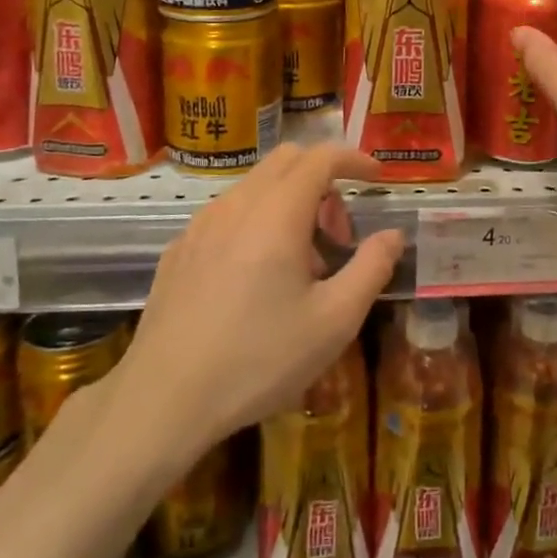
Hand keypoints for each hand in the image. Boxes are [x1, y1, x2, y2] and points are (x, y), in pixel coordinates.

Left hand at [115, 144, 401, 458]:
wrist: (163, 401)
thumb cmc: (259, 359)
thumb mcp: (333, 322)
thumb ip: (371, 268)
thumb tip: (393, 235)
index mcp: (277, 212)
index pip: (321, 157)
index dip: (354, 159)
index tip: (377, 177)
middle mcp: (237, 203)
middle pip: (287, 161)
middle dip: (323, 181)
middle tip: (338, 236)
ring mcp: (201, 224)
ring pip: (256, 186)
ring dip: (289, 204)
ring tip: (299, 268)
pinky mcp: (179, 248)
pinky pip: (228, 213)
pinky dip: (256, 222)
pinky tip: (255, 280)